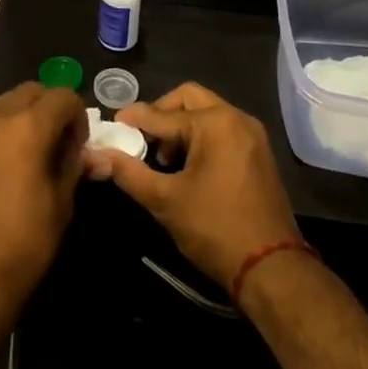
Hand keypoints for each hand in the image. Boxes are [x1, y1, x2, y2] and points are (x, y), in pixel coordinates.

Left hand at [0, 83, 86, 326]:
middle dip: (51, 109)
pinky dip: (2, 130)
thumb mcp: (61, 205)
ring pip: (6, 103)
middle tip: (59, 144)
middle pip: (32, 91)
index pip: (63, 96)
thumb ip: (72, 164)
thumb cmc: (21, 245)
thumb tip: (80, 149)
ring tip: (32, 154)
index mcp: (26, 126)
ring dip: (25, 116)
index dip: (78, 116)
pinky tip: (7, 165)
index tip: (79, 146)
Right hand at [82, 83, 299, 288]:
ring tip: (164, 159)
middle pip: (188, 98)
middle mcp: (236, 118)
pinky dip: (201, 137)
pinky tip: (188, 167)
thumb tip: (95, 155)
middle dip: (161, 114)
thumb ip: (128, 172)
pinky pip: (223, 129)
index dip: (132, 120)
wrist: (272, 270)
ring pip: (207, 112)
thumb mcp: (165, 200)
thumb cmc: (215, 229)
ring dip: (181, 126)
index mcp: (214, 123)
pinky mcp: (259, 153)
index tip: (111, 127)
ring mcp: (252, 135)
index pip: (162, 114)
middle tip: (142, 138)